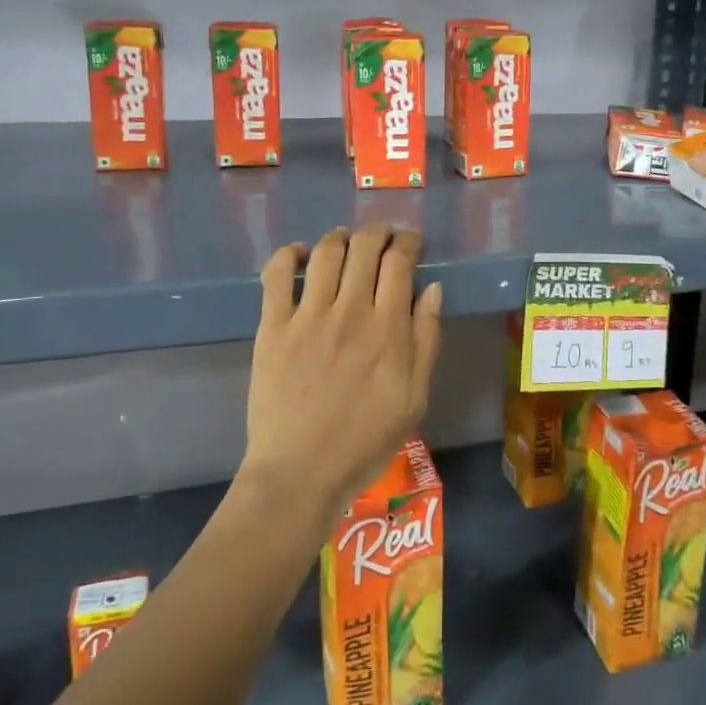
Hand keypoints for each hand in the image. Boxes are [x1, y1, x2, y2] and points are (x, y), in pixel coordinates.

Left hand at [241, 226, 443, 526]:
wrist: (302, 472)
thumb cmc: (365, 440)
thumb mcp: (415, 397)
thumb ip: (426, 339)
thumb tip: (432, 289)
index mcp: (388, 327)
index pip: (400, 262)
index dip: (408, 242)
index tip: (412, 242)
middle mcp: (350, 310)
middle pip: (364, 248)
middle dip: (378, 232)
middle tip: (383, 236)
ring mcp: (308, 316)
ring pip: (326, 253)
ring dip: (340, 237)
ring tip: (346, 240)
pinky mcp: (273, 327)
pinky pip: (277, 275)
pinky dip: (289, 255)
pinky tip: (299, 255)